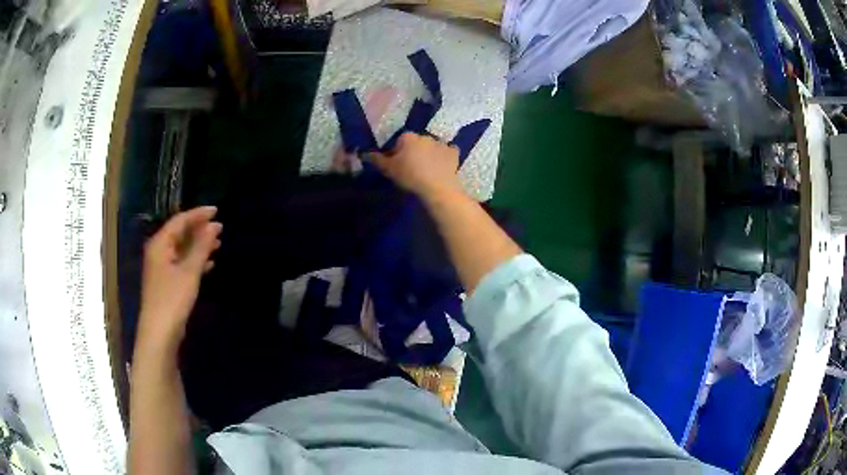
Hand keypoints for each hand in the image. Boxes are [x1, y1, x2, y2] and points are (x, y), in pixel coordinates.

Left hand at [136, 207, 221, 353]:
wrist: (160, 332)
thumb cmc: (172, 299)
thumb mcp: (189, 271)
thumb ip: (201, 247)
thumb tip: (214, 226)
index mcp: (160, 244)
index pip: (180, 221)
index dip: (198, 214)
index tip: (217, 211)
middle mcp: (158, 251)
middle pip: (179, 233)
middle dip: (199, 229)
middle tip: (219, 227)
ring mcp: (162, 268)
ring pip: (182, 249)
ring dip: (198, 245)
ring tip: (217, 243)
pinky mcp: (167, 282)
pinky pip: (182, 263)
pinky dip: (195, 261)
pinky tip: (209, 264)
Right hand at [369, 133, 462, 199]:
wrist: (437, 188)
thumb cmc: (409, 176)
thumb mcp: (388, 169)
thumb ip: (376, 159)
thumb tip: (364, 153)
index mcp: (408, 137)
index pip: (399, 142)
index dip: (397, 153)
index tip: (397, 166)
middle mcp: (425, 135)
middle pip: (416, 143)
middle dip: (413, 152)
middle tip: (411, 169)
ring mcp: (441, 143)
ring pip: (432, 147)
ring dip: (429, 154)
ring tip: (427, 171)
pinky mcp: (453, 153)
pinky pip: (447, 152)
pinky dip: (445, 157)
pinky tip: (442, 167)